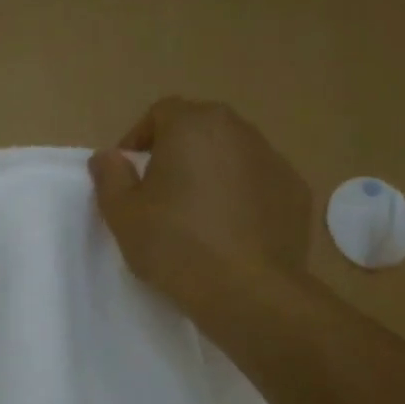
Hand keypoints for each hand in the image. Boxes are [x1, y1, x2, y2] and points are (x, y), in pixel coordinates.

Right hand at [89, 98, 312, 300]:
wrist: (248, 290)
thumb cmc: (175, 245)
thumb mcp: (122, 214)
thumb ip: (109, 176)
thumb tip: (108, 156)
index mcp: (193, 126)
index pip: (160, 112)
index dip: (139, 139)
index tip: (129, 173)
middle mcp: (238, 130)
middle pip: (200, 129)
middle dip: (177, 152)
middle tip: (160, 192)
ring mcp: (274, 159)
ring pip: (232, 154)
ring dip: (211, 172)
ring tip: (196, 214)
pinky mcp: (296, 191)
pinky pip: (258, 183)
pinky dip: (242, 196)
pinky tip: (230, 231)